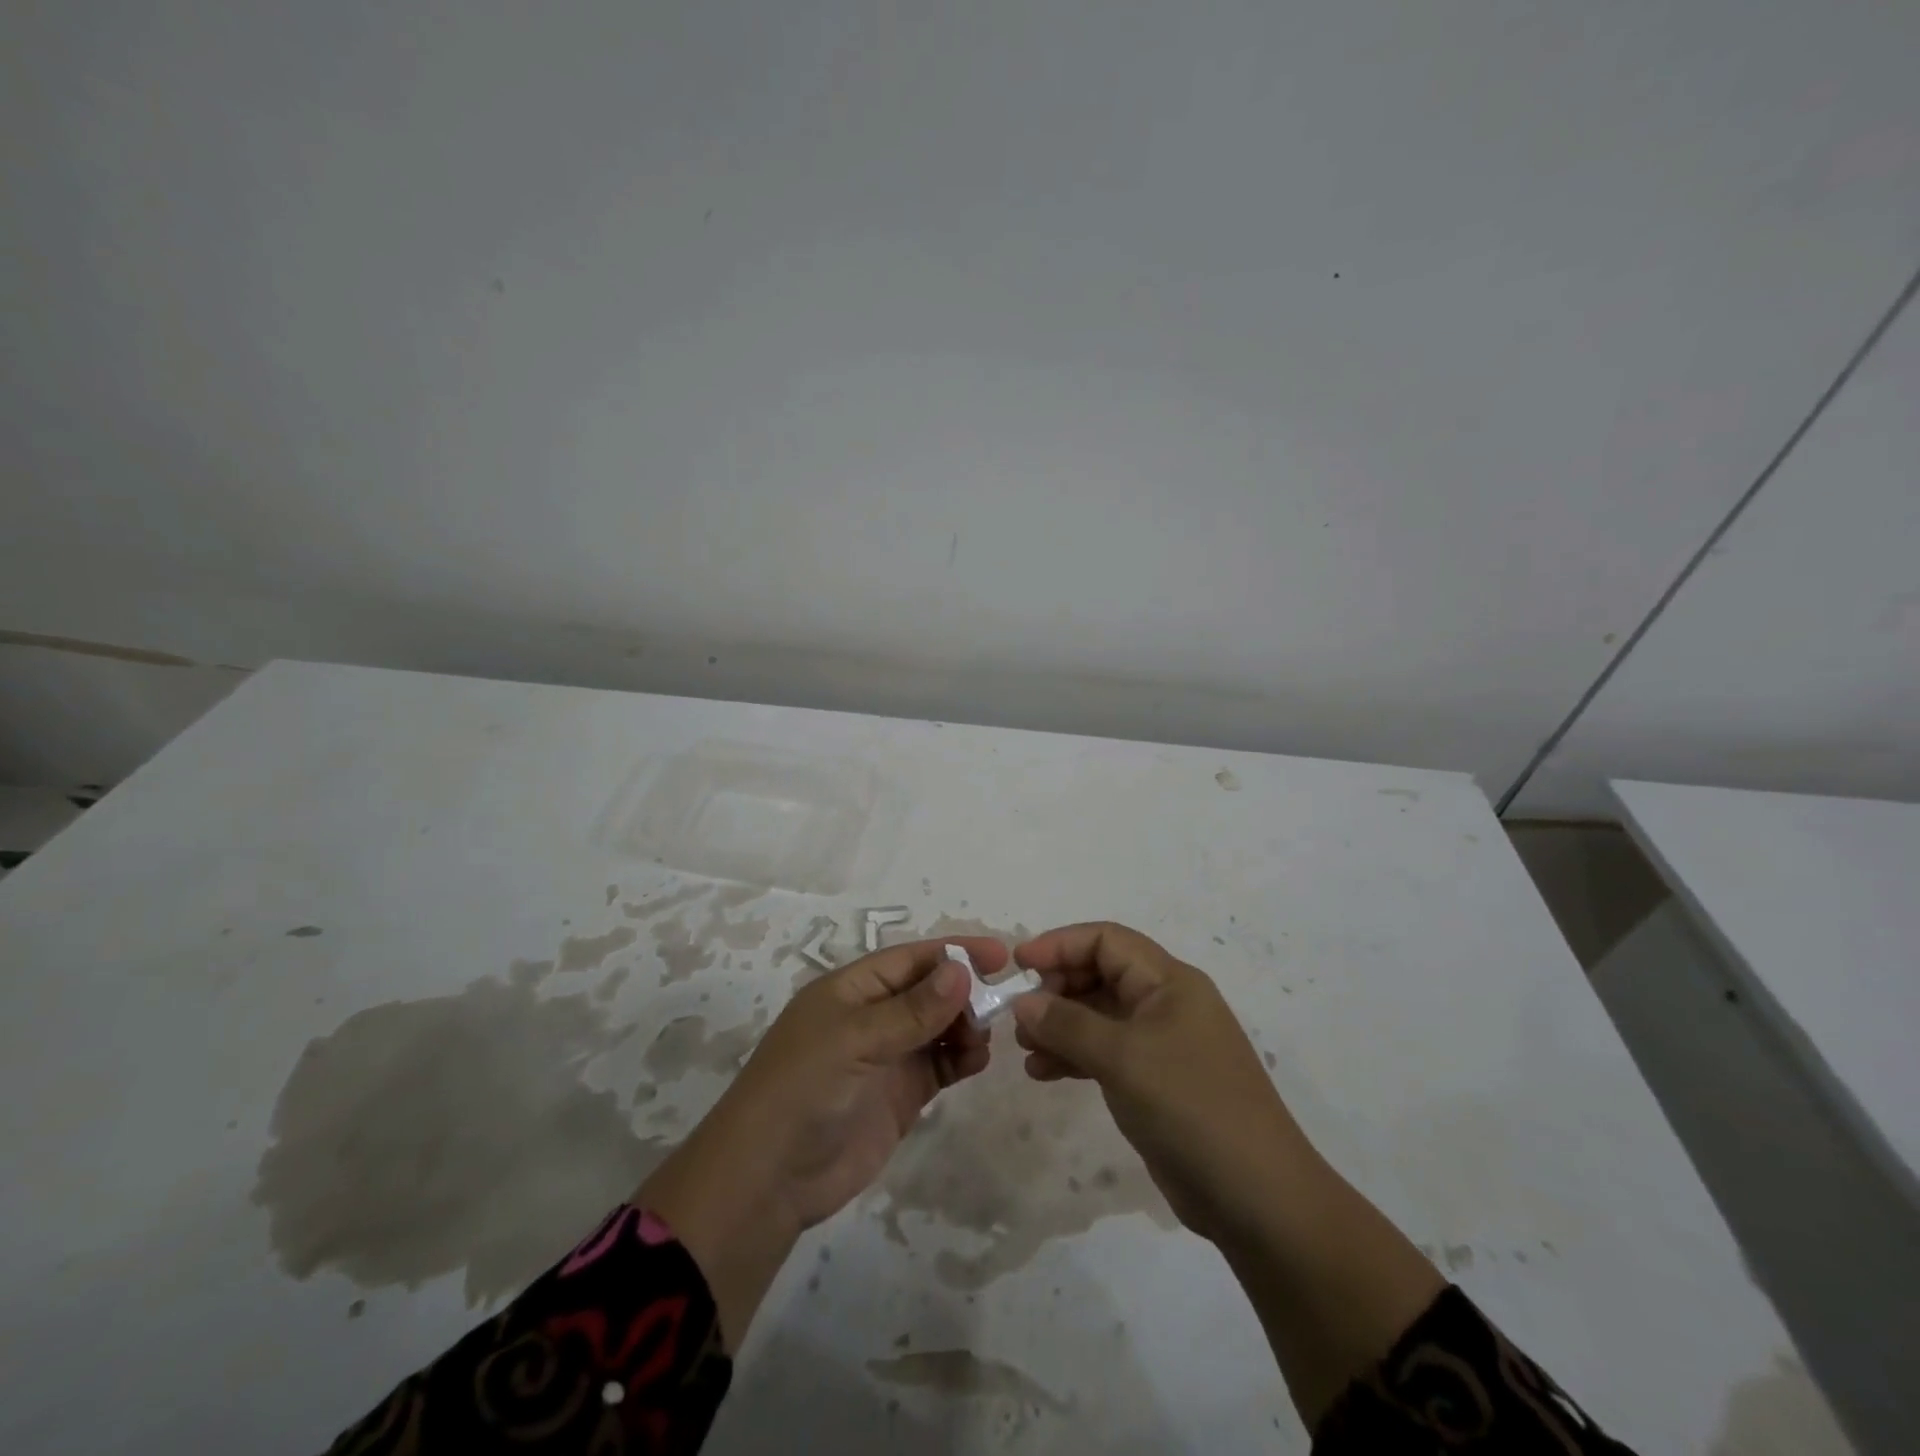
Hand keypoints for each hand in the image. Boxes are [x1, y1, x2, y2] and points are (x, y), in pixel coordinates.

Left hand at [637, 937, 1004, 1348]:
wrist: (770, 1179)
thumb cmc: (804, 1089)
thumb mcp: (855, 1039)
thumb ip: (912, 1010)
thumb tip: (961, 970)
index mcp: (852, 989)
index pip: (912, 959)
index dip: (954, 952)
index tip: (999, 954)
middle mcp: (873, 1016)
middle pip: (930, 990)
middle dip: (964, 992)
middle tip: (997, 1006)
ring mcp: (888, 1056)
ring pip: (939, 1026)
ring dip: (965, 1025)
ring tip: (981, 1039)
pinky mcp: (901, 1094)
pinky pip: (940, 1064)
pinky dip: (961, 1057)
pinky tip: (977, 1061)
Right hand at [1012, 922, 1442, 1429]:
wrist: (1257, 1198)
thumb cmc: (1190, 1107)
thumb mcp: (1123, 1058)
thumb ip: (1067, 1025)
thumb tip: (1023, 1003)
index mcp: (1170, 982)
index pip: (1107, 940)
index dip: (1060, 944)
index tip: (1018, 966)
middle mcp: (1166, 1003)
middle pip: (1101, 974)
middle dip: (1057, 988)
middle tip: (1020, 1016)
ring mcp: (1163, 1044)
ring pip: (1100, 1016)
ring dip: (1060, 1026)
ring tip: (1023, 1049)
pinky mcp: (1157, 1082)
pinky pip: (1106, 1053)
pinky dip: (1075, 1057)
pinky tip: (1043, 1073)